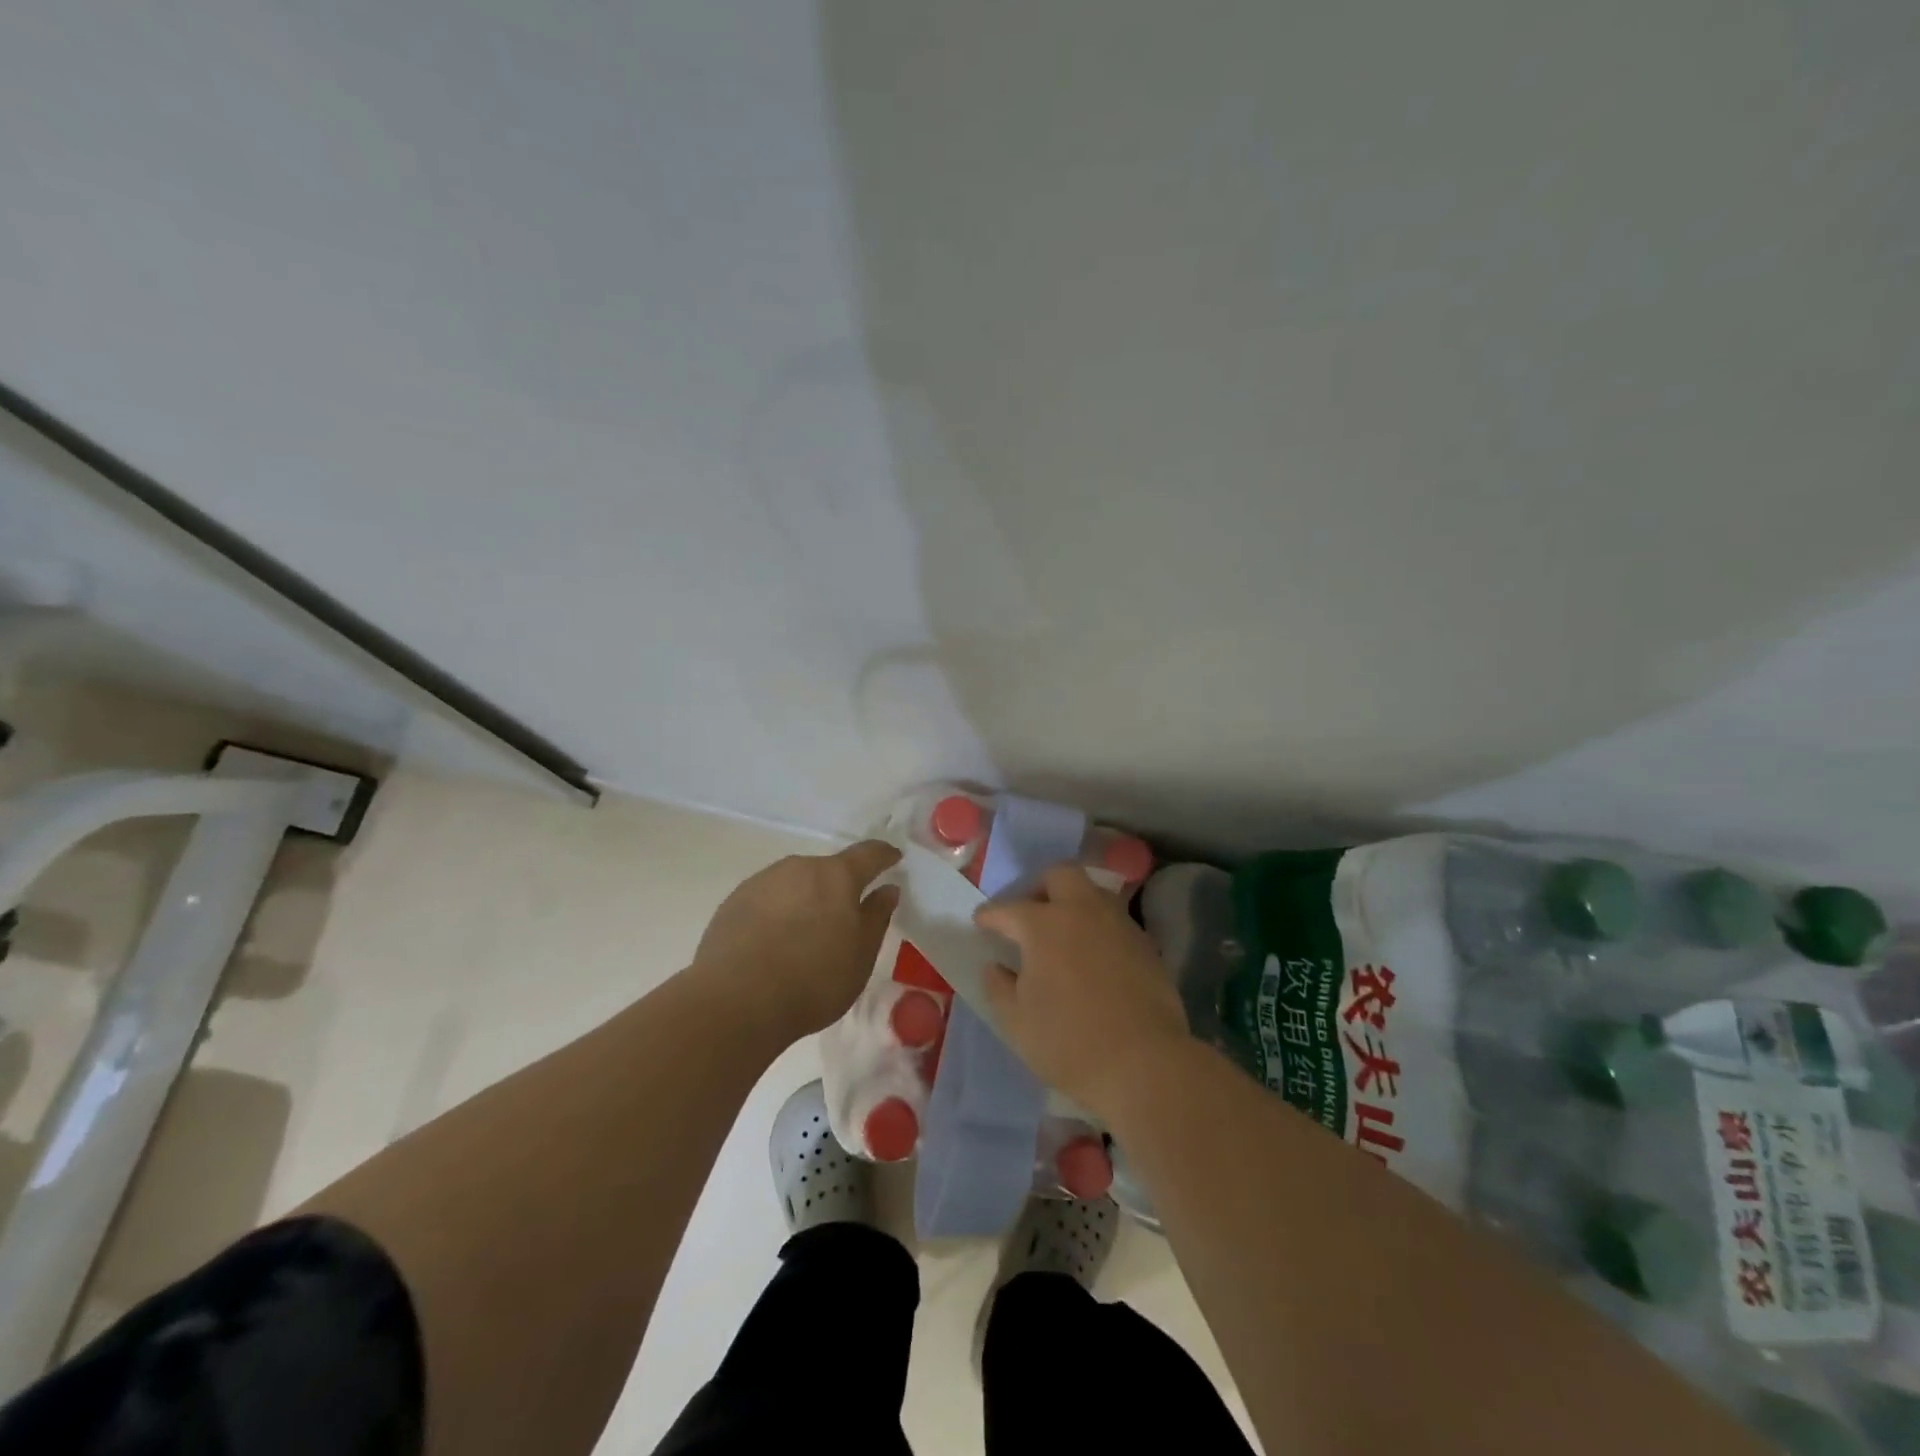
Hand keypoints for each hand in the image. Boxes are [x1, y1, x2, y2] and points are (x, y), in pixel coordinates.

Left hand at [693, 840, 900, 1040]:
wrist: (735, 1002)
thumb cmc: (813, 980)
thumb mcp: (861, 956)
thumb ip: (876, 917)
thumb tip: (887, 890)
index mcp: (836, 876)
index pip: (868, 853)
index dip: (884, 855)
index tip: (893, 859)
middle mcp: (798, 868)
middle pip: (827, 870)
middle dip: (839, 888)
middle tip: (844, 919)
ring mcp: (762, 882)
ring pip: (794, 884)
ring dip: (805, 900)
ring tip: (804, 937)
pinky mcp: (733, 902)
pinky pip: (767, 901)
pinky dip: (777, 914)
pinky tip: (773, 945)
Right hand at [975, 864, 1188, 1121]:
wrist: (1144, 1063)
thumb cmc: (1069, 1042)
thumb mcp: (1017, 1022)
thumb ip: (999, 988)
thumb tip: (995, 967)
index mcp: (1043, 925)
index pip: (1007, 909)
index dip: (989, 915)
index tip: (981, 921)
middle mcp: (1082, 911)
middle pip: (1060, 875)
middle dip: (1040, 887)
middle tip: (1030, 914)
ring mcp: (1119, 924)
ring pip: (1093, 893)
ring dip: (1074, 904)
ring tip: (1064, 933)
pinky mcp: (1145, 944)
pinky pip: (1115, 921)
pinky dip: (1098, 928)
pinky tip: (1094, 957)